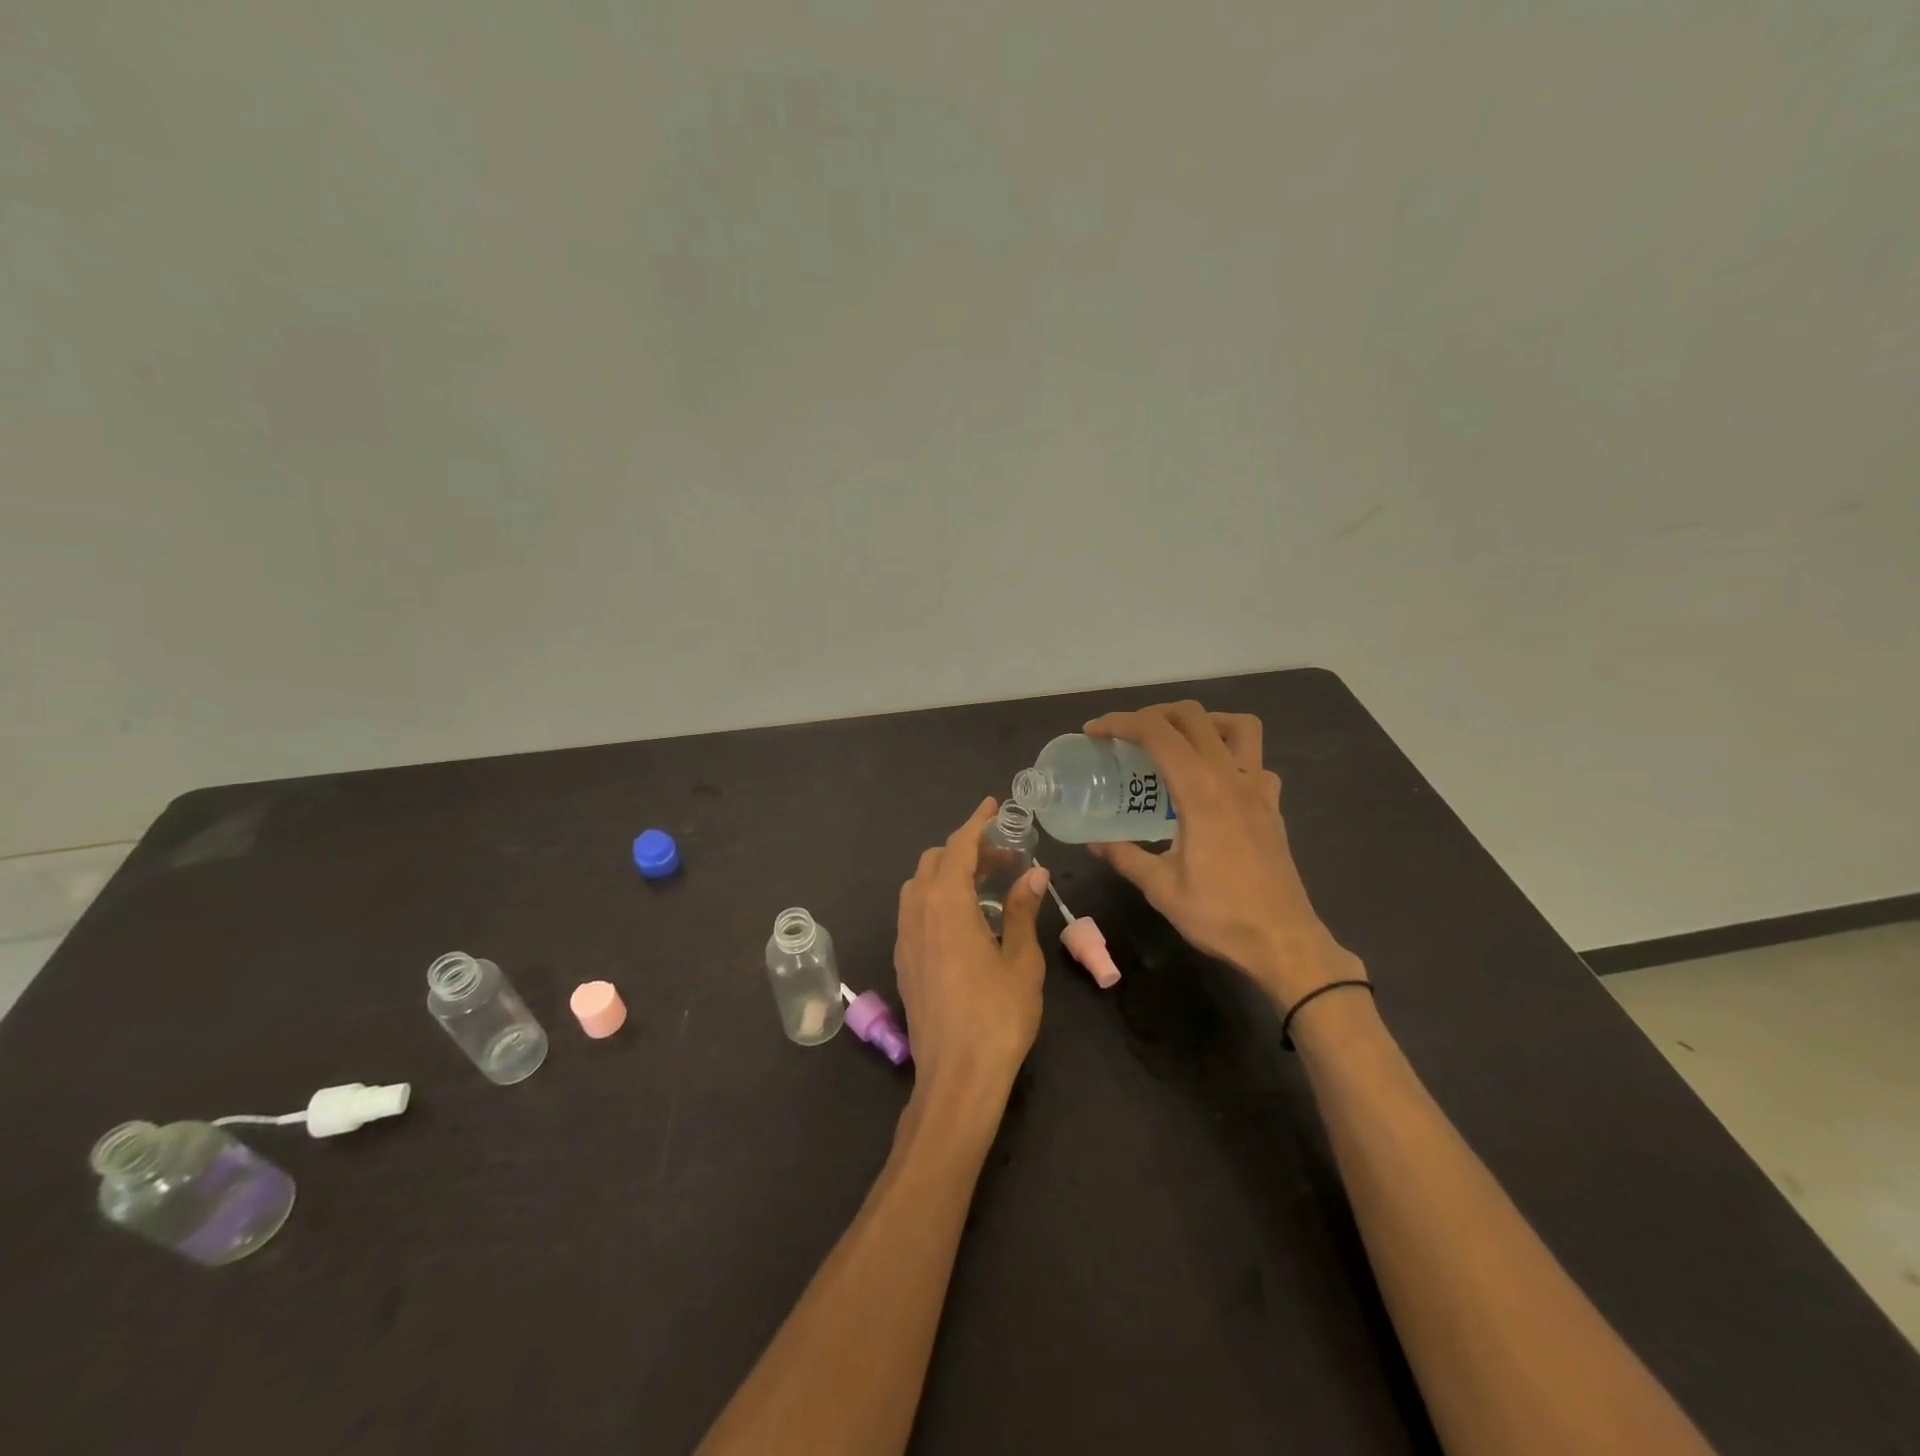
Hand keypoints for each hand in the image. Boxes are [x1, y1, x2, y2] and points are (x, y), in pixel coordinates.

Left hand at [894, 797, 1050, 1107]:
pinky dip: (937, 896)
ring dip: (949, 872)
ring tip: (986, 885)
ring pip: (919, 885)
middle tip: (1005, 858)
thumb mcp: (1020, 960)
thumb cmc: (997, 1016)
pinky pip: (914, 910)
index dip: (976, 822)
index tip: (992, 806)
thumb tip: (1034, 874)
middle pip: (935, 861)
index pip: (958, 847)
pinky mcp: (903, 960)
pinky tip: (965, 918)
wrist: (956, 1077)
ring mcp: (905, 937)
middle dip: (967, 849)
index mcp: (946, 905)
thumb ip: (1021, 910)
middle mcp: (917, 913)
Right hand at [1083, 702, 1360, 1010]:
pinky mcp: (1272, 807)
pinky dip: (1231, 756)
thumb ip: (1125, 855)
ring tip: (1176, 742)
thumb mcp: (1160, 887)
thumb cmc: (1219, 915)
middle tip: (1126, 737)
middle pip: (1193, 717)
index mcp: (1200, 790)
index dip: (1120, 723)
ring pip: (1238, 727)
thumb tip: (1094, 841)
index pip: (1157, 732)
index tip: (1093, 732)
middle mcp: (1231, 777)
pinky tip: (1213, 782)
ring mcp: (1258, 789)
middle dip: (1153, 714)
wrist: (1284, 943)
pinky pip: (1256, 762)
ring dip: (1203, 722)